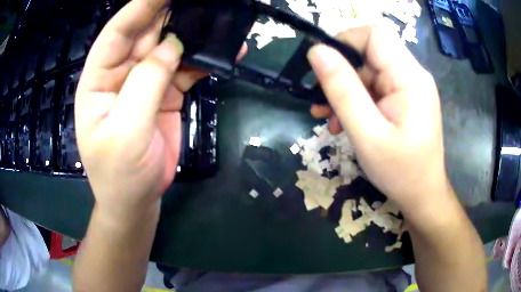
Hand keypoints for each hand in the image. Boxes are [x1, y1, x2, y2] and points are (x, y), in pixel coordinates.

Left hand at [75, 0, 208, 219]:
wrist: (136, 201)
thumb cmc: (119, 174)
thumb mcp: (126, 131)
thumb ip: (145, 83)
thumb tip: (173, 43)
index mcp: (99, 79)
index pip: (117, 32)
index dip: (140, 7)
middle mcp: (120, 73)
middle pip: (146, 33)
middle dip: (171, 11)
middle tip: (200, 0)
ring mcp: (144, 82)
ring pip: (169, 46)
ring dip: (194, 33)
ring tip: (220, 19)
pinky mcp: (165, 94)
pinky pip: (186, 68)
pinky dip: (205, 60)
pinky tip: (226, 53)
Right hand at [307, 26, 449, 214]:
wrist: (422, 195)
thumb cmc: (400, 172)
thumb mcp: (367, 134)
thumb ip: (342, 90)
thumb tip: (317, 52)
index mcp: (410, 78)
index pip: (375, 35)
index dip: (345, 41)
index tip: (322, 66)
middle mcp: (413, 75)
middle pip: (370, 53)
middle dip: (341, 73)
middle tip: (320, 101)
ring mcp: (410, 86)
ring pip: (369, 71)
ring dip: (345, 90)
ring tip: (328, 117)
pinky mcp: (406, 98)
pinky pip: (376, 87)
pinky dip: (357, 100)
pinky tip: (343, 121)